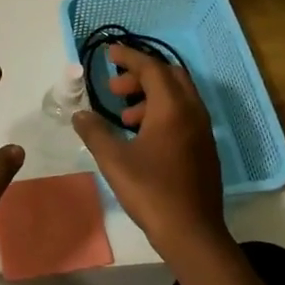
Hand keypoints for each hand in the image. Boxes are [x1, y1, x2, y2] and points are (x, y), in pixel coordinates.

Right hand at [72, 44, 228, 260]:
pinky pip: (183, 115)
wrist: (192, 232)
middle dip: (141, 75)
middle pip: (170, 76)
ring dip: (150, 96)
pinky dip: (162, 112)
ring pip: (178, 97)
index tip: (109, 53)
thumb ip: (94, 132)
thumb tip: (80, 114)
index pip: (151, 68)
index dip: (129, 57)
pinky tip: (142, 137)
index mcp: (172, 108)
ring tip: (124, 117)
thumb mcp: (114, 160)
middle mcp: (193, 112)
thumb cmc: (151, 191)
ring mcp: (203, 131)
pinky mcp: (205, 148)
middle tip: (115, 88)